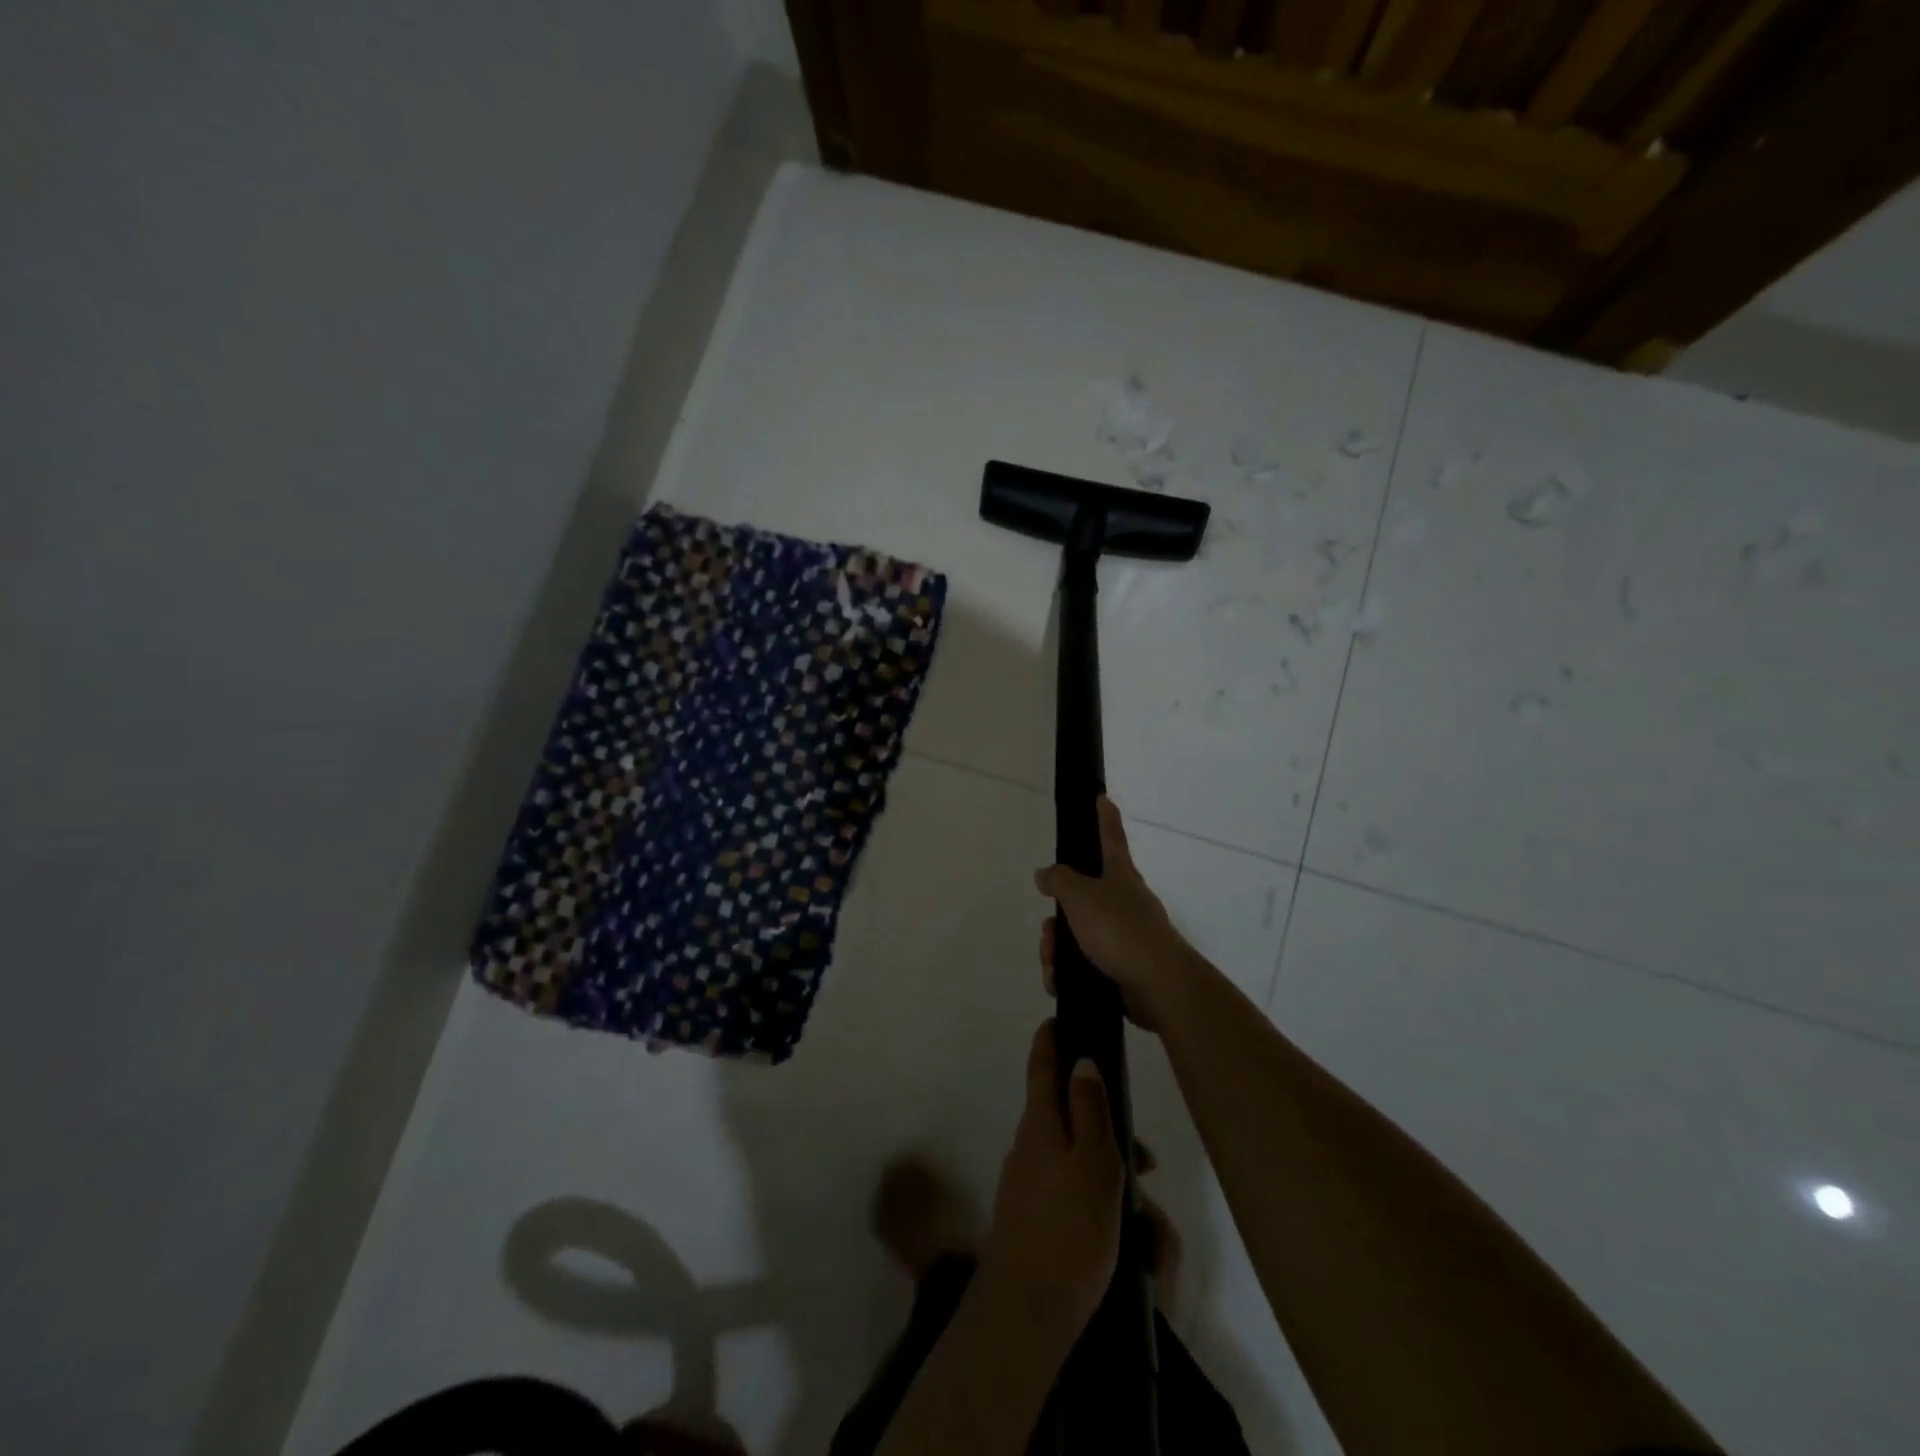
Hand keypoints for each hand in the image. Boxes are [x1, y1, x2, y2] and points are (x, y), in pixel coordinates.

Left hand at [981, 1021, 1124, 1343]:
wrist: (1028, 1308)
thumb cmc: (1070, 1228)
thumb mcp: (1094, 1162)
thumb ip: (1089, 1109)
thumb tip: (1081, 1060)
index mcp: (1040, 1122)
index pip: (1041, 1065)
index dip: (1050, 1039)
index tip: (1060, 1019)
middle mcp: (1027, 1143)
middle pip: (1066, 1115)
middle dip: (1105, 1127)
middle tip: (1146, 1161)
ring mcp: (1025, 1180)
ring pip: (1073, 1156)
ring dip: (1107, 1169)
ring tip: (1145, 1217)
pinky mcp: (1031, 1214)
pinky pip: (1067, 1188)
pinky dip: (1094, 1195)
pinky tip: (1119, 1231)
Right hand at [1034, 796, 1194, 1030]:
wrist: (1158, 986)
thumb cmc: (1120, 929)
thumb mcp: (1080, 896)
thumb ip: (1059, 880)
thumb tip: (1046, 873)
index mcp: (1120, 875)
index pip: (1110, 837)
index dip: (1104, 817)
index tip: (1102, 797)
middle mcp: (1125, 902)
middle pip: (1081, 898)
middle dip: (1057, 917)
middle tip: (1048, 932)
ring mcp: (1125, 936)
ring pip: (1078, 934)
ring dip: (1057, 948)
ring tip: (1052, 965)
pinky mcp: (1123, 968)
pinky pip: (1085, 964)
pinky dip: (1068, 972)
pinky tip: (1059, 982)